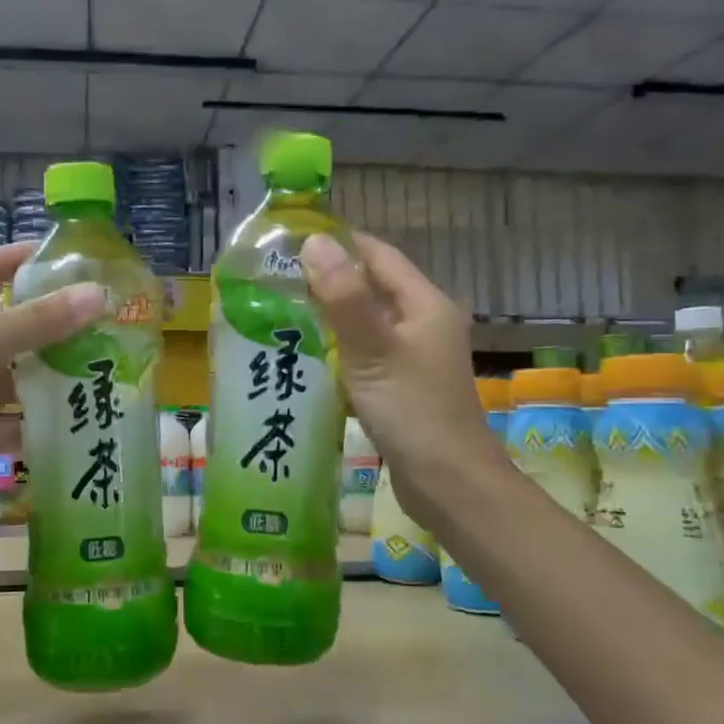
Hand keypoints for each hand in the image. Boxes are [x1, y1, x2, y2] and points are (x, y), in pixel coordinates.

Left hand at [0, 243, 103, 530]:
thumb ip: (35, 321)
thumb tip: (97, 294)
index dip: (16, 257)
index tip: (65, 258)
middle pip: (4, 324)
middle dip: (49, 322)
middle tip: (100, 321)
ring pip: (11, 376)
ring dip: (48, 374)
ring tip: (98, 370)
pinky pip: (9, 421)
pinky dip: (36, 421)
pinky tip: (73, 420)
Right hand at [302, 232, 490, 533]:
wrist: (447, 481)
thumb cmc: (412, 410)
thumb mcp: (372, 349)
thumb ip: (343, 297)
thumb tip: (315, 242)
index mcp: (425, 304)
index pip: (378, 256)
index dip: (339, 244)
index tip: (291, 242)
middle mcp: (424, 322)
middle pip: (373, 287)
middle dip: (329, 280)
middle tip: (276, 280)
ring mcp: (415, 356)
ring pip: (368, 322)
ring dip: (331, 316)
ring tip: (282, 312)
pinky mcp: (404, 385)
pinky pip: (367, 352)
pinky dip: (340, 348)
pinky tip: (309, 355)